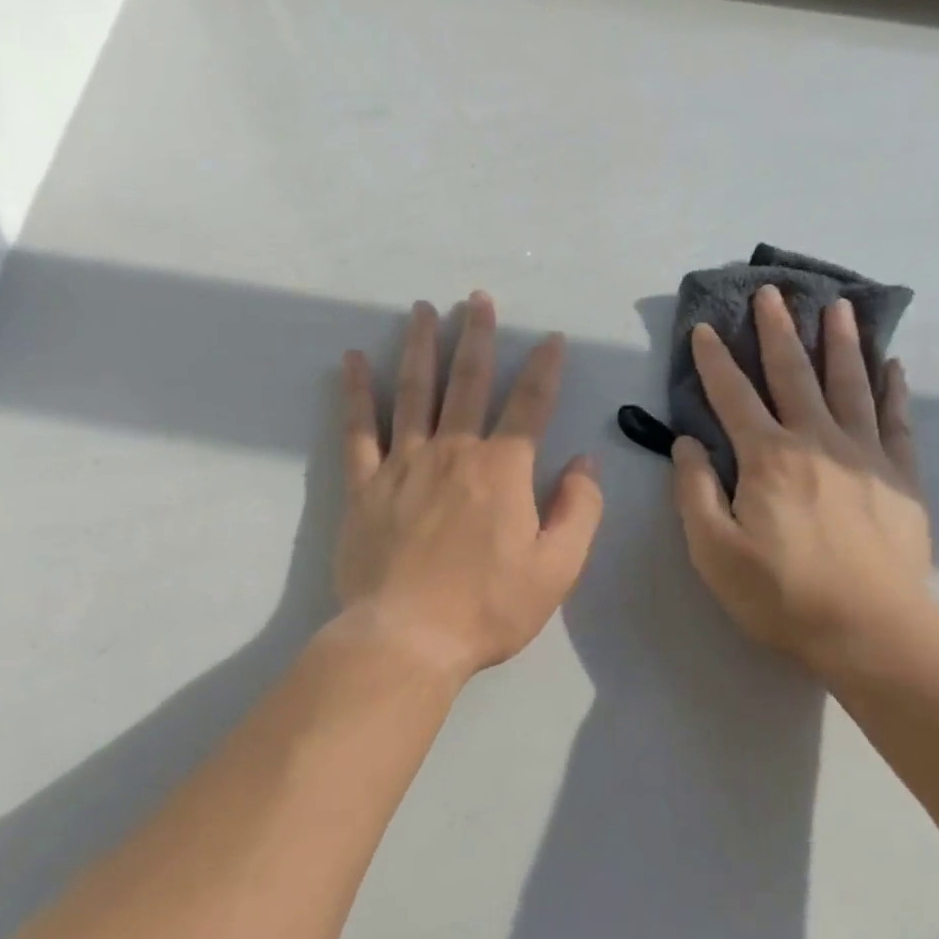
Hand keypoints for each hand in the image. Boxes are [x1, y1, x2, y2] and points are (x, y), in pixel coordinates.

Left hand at [336, 293, 603, 682]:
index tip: (550, 338)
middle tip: (477, 298)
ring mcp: (404, 464)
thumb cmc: (487, 608)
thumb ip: (579, 510)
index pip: (530, 405)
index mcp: (503, 470)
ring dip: (421, 347)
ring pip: (414, 392)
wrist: (406, 639)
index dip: (544, 368)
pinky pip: (359, 429)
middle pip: (468, 382)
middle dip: (477, 336)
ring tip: (423, 310)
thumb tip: (585, 462)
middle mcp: (454, 452)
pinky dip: (357, 393)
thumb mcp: (557, 568)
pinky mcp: (365, 486)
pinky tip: (354, 360)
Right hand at [672, 285, 931, 678]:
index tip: (705, 328)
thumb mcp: (714, 550)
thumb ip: (695, 491)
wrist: (872, 631)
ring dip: (840, 342)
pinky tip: (891, 365)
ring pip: (849, 384)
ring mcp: (864, 455)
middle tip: (772, 293)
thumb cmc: (782, 595)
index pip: (733, 396)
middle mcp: (815, 441)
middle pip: (793, 373)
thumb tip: (687, 443)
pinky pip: (897, 420)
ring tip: (838, 306)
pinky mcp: (900, 476)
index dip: (715, 360)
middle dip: (778, 331)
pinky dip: (892, 389)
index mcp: (767, 457)